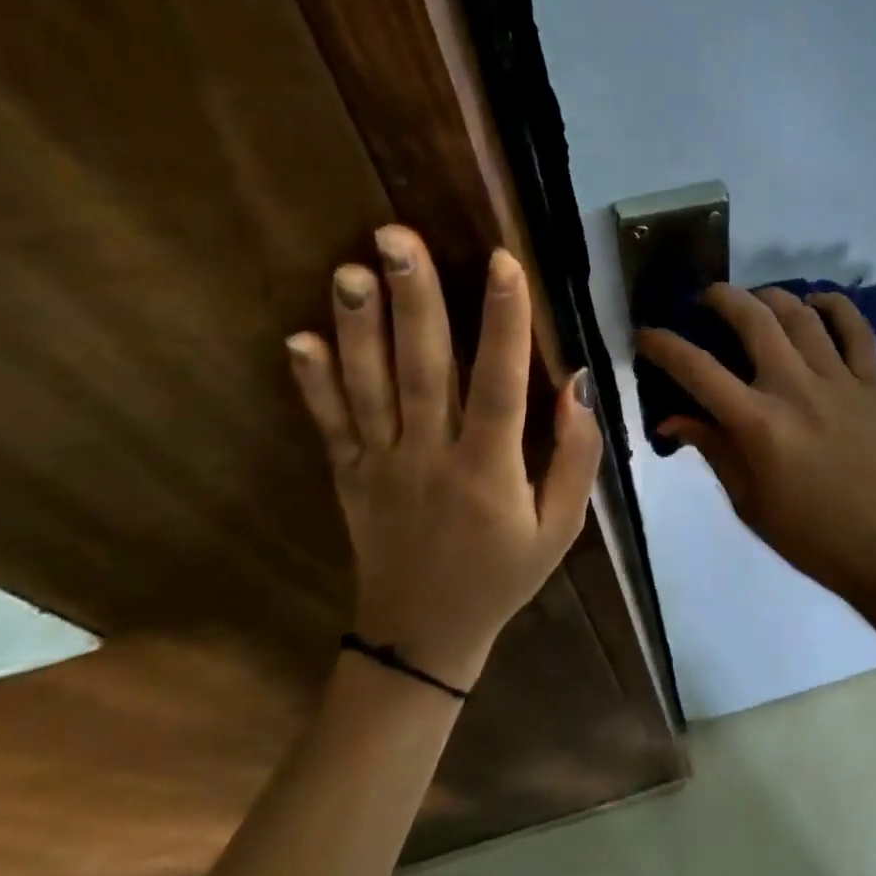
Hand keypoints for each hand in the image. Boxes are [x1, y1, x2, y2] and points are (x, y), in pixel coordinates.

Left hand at [286, 226, 601, 687]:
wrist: (423, 637)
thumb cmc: (503, 576)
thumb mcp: (561, 528)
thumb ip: (575, 458)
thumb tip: (577, 386)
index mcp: (489, 471)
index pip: (500, 384)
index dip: (504, 322)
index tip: (503, 262)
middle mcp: (430, 459)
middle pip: (422, 370)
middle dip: (414, 300)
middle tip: (397, 238)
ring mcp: (380, 467)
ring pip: (369, 388)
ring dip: (358, 328)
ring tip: (350, 270)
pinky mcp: (347, 477)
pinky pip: (328, 426)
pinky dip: (312, 383)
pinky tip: (298, 338)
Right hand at [636, 285, 875, 608]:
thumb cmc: (811, 536)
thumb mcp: (748, 502)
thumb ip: (713, 449)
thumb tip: (672, 418)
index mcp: (759, 424)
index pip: (698, 369)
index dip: (664, 345)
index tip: (647, 334)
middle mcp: (797, 389)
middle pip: (753, 320)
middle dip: (721, 298)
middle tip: (706, 299)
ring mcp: (841, 381)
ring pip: (802, 315)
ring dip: (772, 296)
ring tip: (757, 300)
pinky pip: (857, 329)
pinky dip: (836, 306)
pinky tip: (817, 301)